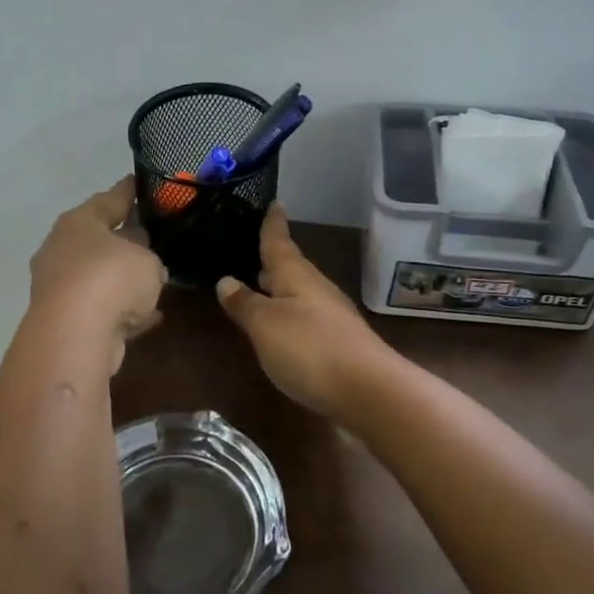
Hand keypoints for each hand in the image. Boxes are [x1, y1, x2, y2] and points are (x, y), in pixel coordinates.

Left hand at [29, 177, 167, 371]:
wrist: (75, 335)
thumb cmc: (111, 278)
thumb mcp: (147, 259)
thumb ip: (150, 258)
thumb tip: (146, 266)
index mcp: (78, 223)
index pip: (109, 199)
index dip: (128, 191)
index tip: (142, 183)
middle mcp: (62, 250)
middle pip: (100, 239)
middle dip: (125, 238)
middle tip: (153, 235)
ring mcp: (61, 287)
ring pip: (100, 276)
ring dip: (122, 279)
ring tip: (155, 279)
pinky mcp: (66, 321)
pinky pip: (103, 309)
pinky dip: (123, 311)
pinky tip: (150, 316)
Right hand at [215, 204, 396, 420]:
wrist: (368, 390)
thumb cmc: (309, 348)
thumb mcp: (265, 325)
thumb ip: (245, 303)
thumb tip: (225, 279)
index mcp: (296, 276)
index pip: (279, 242)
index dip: (273, 224)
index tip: (274, 203)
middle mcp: (316, 289)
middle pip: (292, 267)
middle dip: (274, 258)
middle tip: (257, 246)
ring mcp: (331, 316)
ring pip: (300, 292)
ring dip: (281, 286)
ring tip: (262, 284)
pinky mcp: (339, 342)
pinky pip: (307, 316)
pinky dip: (291, 312)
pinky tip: (282, 326)